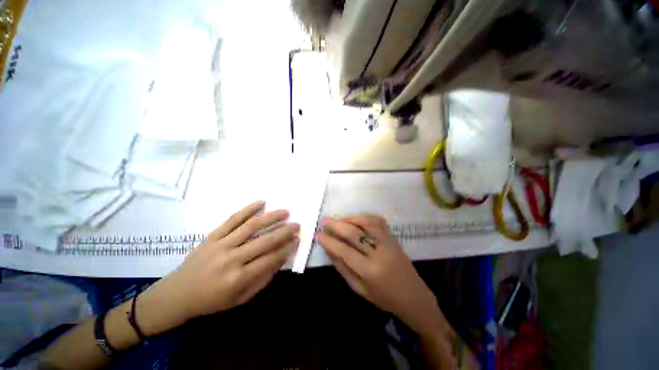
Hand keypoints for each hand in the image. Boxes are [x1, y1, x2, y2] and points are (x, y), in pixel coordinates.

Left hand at [135, 201, 299, 335]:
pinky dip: (248, 209)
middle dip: (284, 231)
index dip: (287, 248)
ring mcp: (221, 244)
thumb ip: (263, 278)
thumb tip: (281, 258)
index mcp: (238, 278)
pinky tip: (262, 203)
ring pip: (251, 226)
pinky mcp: (212, 235)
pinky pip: (232, 219)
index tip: (298, 240)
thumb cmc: (212, 300)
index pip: (270, 259)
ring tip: (285, 211)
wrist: (177, 294)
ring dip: (271, 217)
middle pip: (264, 241)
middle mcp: (231, 259)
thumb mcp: (241, 298)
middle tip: (297, 224)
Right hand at [317, 216, 446, 338]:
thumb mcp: (359, 289)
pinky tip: (355, 219)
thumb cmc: (384, 298)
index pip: (344, 250)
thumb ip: (342, 268)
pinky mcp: (393, 237)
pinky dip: (364, 217)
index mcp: (369, 271)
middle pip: (354, 233)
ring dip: (349, 218)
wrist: (414, 296)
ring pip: (366, 223)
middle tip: (324, 221)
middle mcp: (379, 253)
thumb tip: (328, 249)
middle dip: (336, 225)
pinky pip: (377, 221)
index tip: (317, 235)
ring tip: (338, 219)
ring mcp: (388, 242)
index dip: (329, 241)